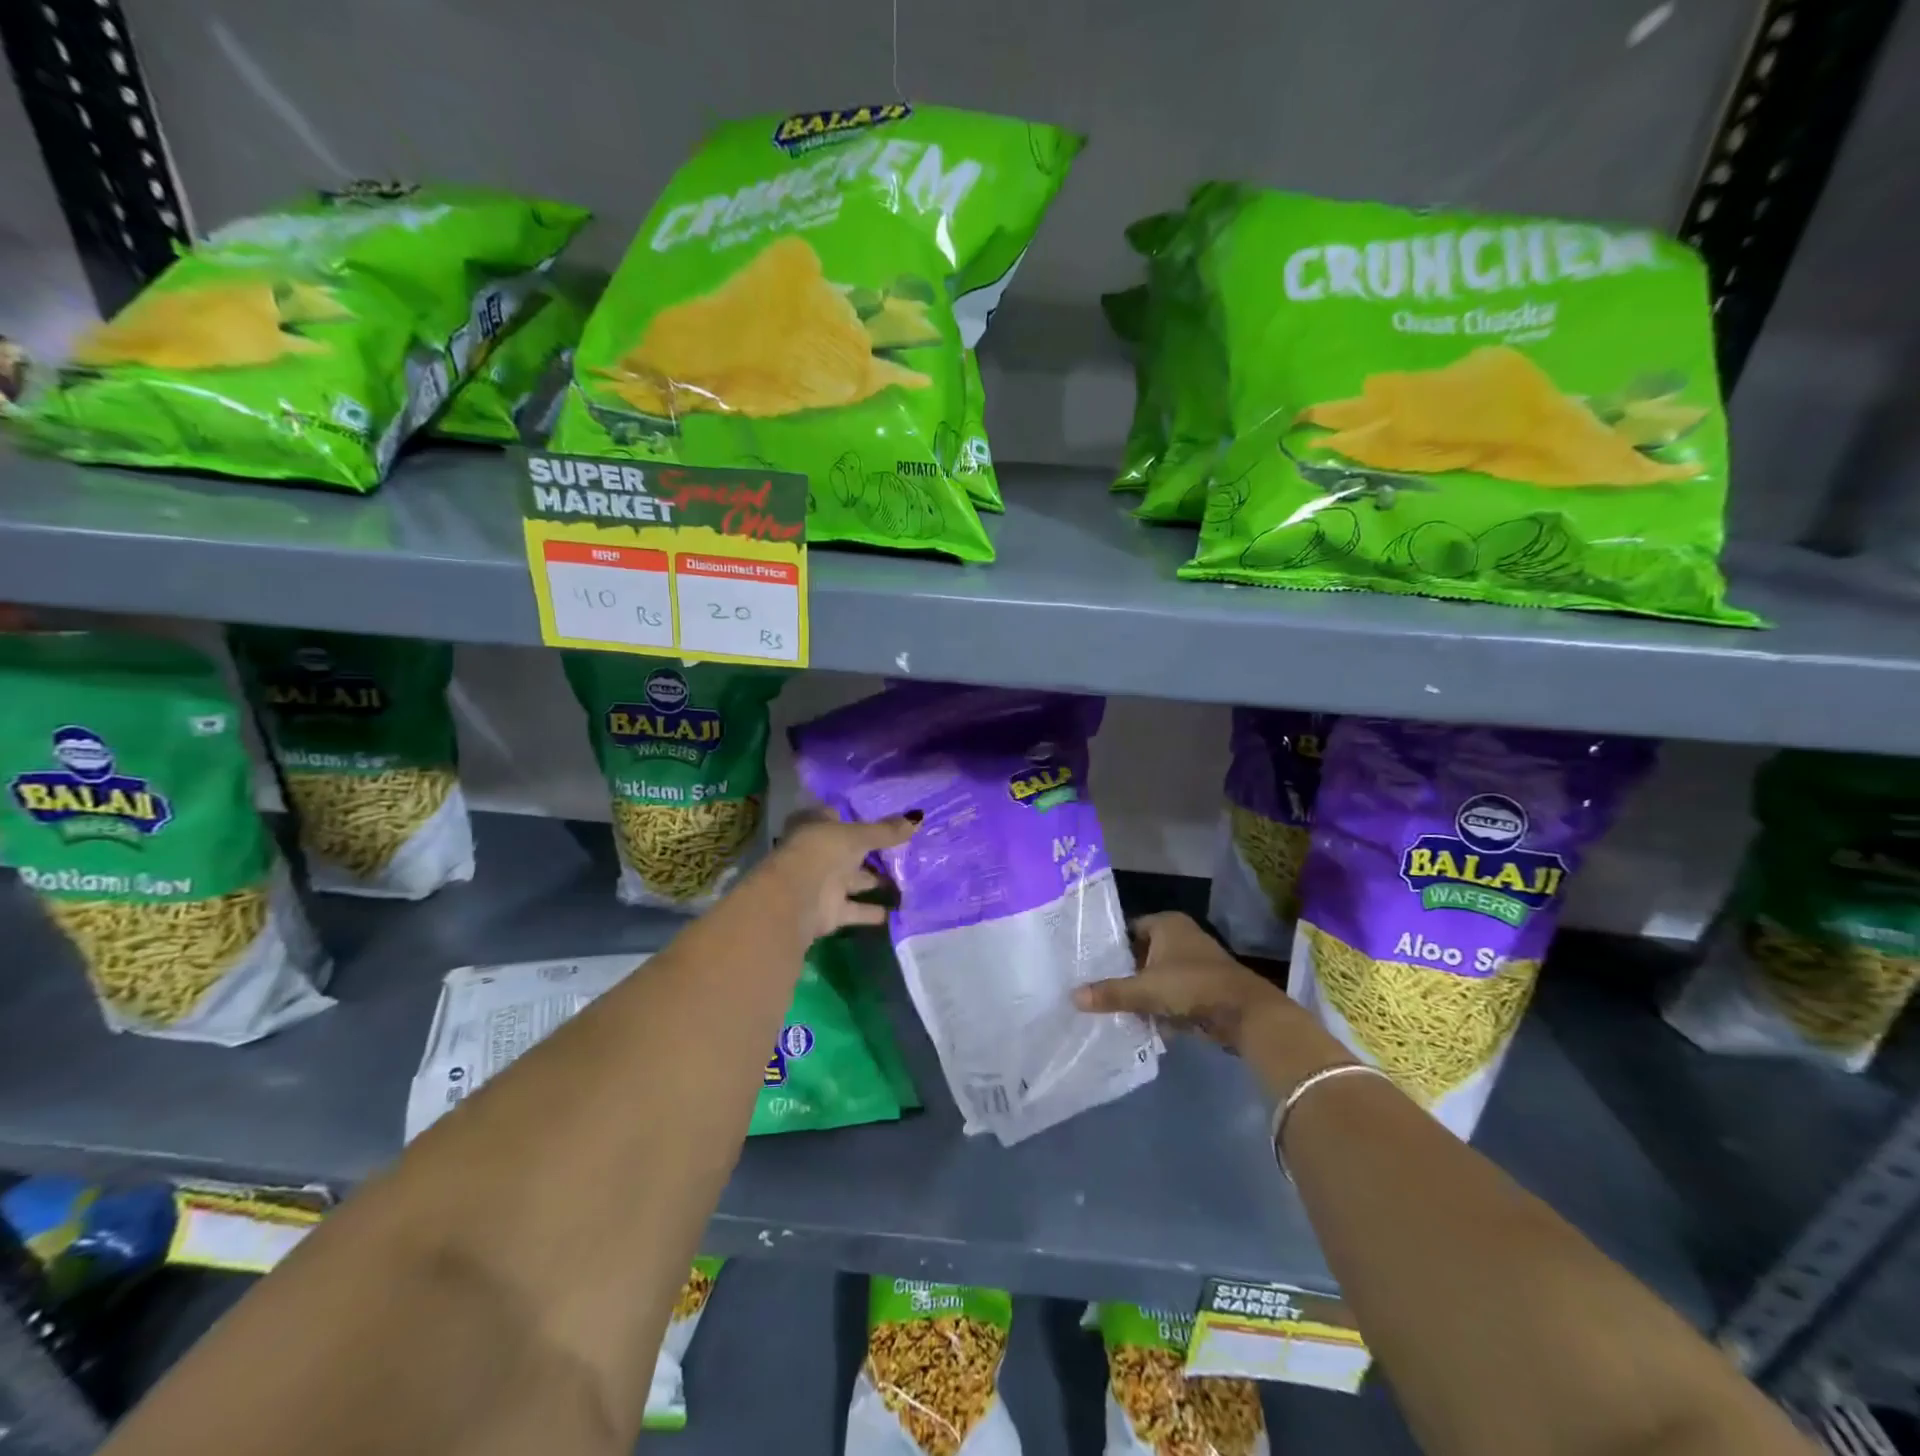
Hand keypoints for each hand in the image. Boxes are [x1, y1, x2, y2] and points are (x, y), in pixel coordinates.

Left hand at [764, 806, 918, 943]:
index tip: (885, 820)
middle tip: (905, 851)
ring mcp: (823, 883)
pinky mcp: (830, 911)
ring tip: (908, 880)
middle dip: (872, 853)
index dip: (858, 818)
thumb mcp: (858, 836)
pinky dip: (872, 911)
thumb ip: (886, 831)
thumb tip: (918, 818)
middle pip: (849, 851)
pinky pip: (856, 909)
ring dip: (875, 882)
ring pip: (855, 880)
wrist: (795, 900)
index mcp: (816, 826)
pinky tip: (897, 911)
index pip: (838, 817)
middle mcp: (818, 853)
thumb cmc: (822, 852)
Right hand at [1074, 912, 1298, 1053]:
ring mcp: (1194, 962)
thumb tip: (1072, 996)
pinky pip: (1172, 993)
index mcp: (1166, 924)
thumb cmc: (1191, 986)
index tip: (1088, 963)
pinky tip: (1140, 1022)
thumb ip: (1110, 993)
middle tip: (1094, 988)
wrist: (1244, 1013)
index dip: (1110, 946)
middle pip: (1141, 954)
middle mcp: (1180, 936)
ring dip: (1141, 992)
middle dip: (1123, 973)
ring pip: (1156, 976)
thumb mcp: (1144, 990)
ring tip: (1111, 1007)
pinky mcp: (1203, 987)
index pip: (1128, 929)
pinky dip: (1159, 1006)